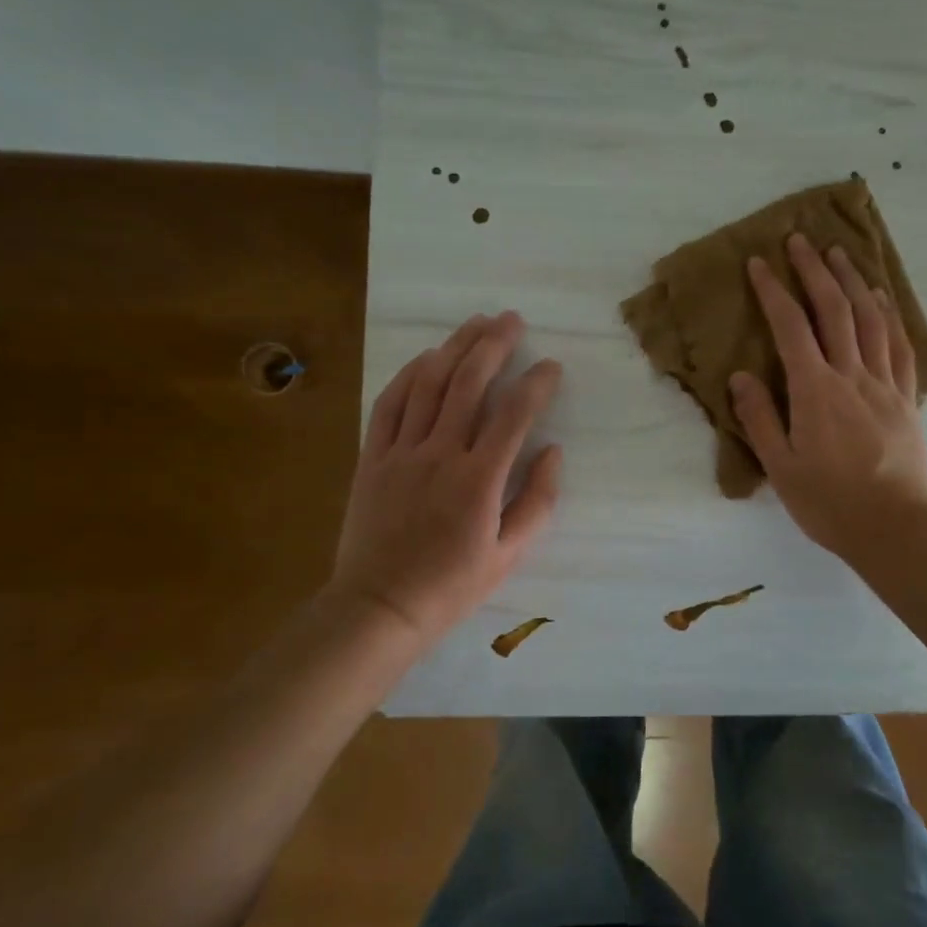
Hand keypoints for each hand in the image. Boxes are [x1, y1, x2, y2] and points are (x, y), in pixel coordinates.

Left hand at [327, 312, 561, 645]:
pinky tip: (426, 357)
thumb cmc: (452, 586)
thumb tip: (553, 452)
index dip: (536, 383)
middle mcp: (440, 454)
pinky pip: (389, 404)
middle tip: (511, 319)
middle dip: (493, 344)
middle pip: (468, 383)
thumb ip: (538, 501)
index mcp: (479, 480)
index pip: (514, 414)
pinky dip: (408, 375)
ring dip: (454, 347)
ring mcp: (401, 452)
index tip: (551, 366)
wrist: (379, 607)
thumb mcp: (510, 555)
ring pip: (429, 384)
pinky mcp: (372, 457)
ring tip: (475, 323)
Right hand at [729, 233, 926, 559]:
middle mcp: (852, 376)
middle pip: (834, 310)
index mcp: (815, 390)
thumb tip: (740, 376)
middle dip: (814, 271)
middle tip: (800, 241)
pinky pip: (899, 346)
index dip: (773, 291)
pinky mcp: (906, 398)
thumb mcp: (780, 467)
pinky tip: (882, 299)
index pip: (791, 328)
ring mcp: (884, 384)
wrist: (895, 528)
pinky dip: (889, 316)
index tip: (758, 263)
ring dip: (853, 281)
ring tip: (840, 254)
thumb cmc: (829, 502)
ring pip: (870, 319)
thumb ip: (759, 418)